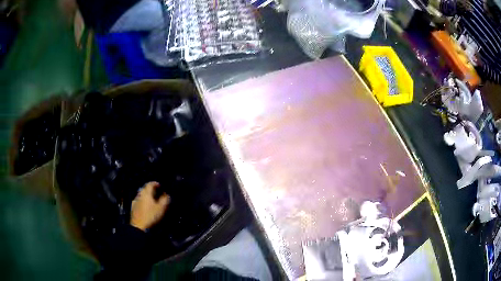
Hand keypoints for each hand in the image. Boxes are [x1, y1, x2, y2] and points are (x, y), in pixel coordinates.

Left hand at [130, 182, 169, 230]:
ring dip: (147, 196)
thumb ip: (165, 200)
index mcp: (146, 193)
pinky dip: (143, 201)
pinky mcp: (133, 207)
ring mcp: (135, 201)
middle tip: (157, 193)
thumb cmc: (151, 216)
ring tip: (152, 201)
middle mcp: (139, 194)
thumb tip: (166, 194)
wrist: (139, 226)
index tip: (160, 186)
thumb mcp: (161, 208)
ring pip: (141, 195)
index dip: (156, 184)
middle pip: (145, 189)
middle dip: (151, 190)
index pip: (150, 184)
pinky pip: (139, 201)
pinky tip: (145, 206)